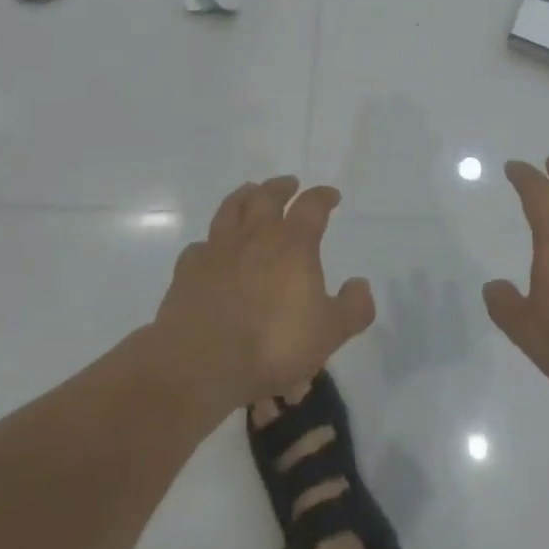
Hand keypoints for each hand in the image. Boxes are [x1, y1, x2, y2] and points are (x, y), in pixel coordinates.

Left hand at [156, 176, 374, 405]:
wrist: (203, 364)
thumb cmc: (274, 345)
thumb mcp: (330, 332)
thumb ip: (353, 307)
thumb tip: (361, 284)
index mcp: (293, 243)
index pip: (312, 206)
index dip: (323, 197)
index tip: (331, 196)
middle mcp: (255, 235)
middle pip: (268, 196)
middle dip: (282, 187)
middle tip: (290, 184)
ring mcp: (218, 249)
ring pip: (230, 209)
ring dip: (244, 196)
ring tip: (250, 192)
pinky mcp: (188, 270)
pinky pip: (200, 246)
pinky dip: (209, 243)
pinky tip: (211, 250)